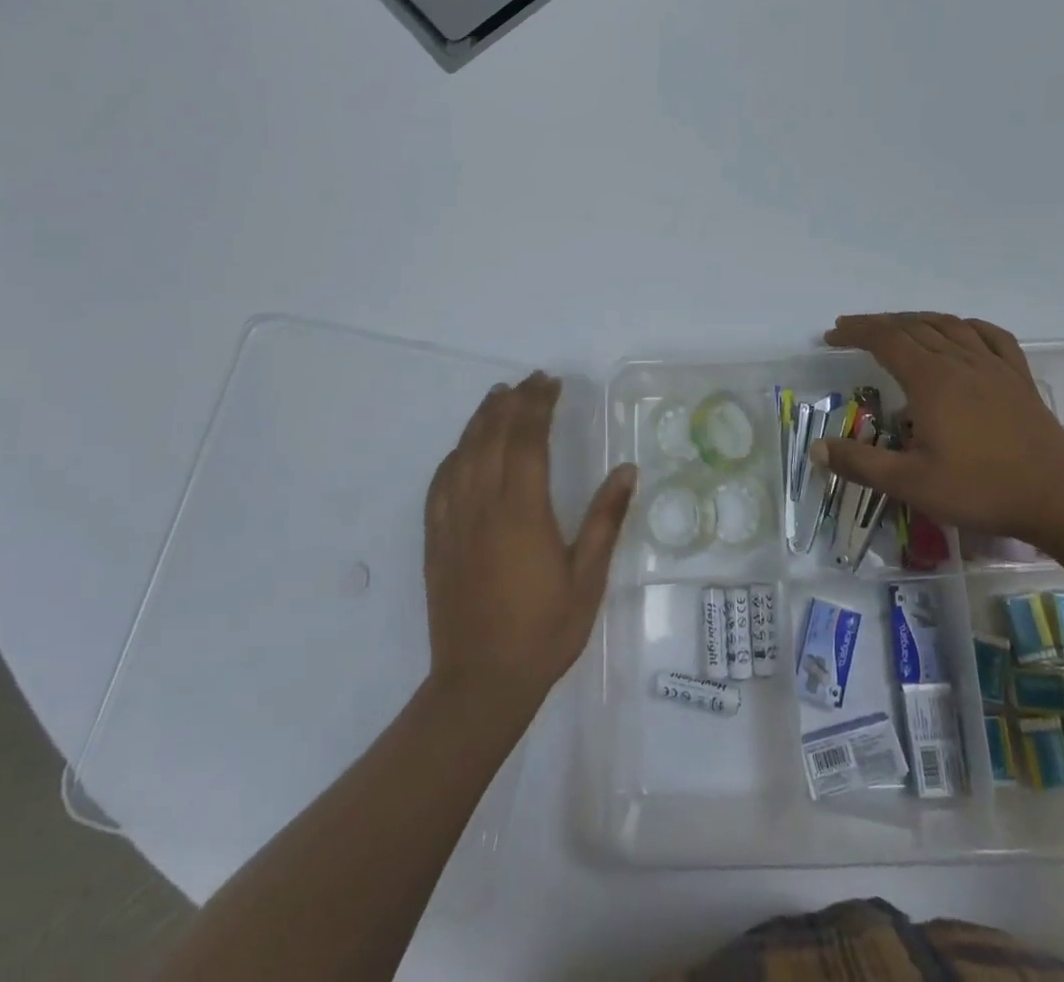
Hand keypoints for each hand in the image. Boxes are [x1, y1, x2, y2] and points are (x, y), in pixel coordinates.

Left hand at [423, 372, 636, 713]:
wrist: (480, 683)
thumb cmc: (544, 631)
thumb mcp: (587, 578)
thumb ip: (606, 519)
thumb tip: (627, 470)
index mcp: (522, 511)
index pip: (527, 439)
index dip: (538, 405)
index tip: (551, 383)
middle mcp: (482, 505)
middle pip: (493, 436)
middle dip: (513, 402)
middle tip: (531, 381)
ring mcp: (453, 521)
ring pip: (463, 453)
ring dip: (481, 419)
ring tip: (498, 396)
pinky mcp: (436, 539)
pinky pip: (441, 482)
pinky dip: (454, 454)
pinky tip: (463, 449)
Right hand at [811, 313, 1063, 539]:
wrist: (1058, 498)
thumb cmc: (980, 489)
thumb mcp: (911, 483)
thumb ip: (861, 464)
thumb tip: (817, 449)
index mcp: (931, 379)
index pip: (884, 339)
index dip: (855, 333)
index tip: (832, 336)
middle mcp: (959, 361)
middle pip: (913, 327)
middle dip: (878, 325)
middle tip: (852, 331)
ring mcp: (993, 366)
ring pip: (948, 325)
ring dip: (916, 320)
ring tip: (897, 327)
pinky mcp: (1018, 378)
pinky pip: (991, 336)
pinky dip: (966, 326)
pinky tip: (961, 330)